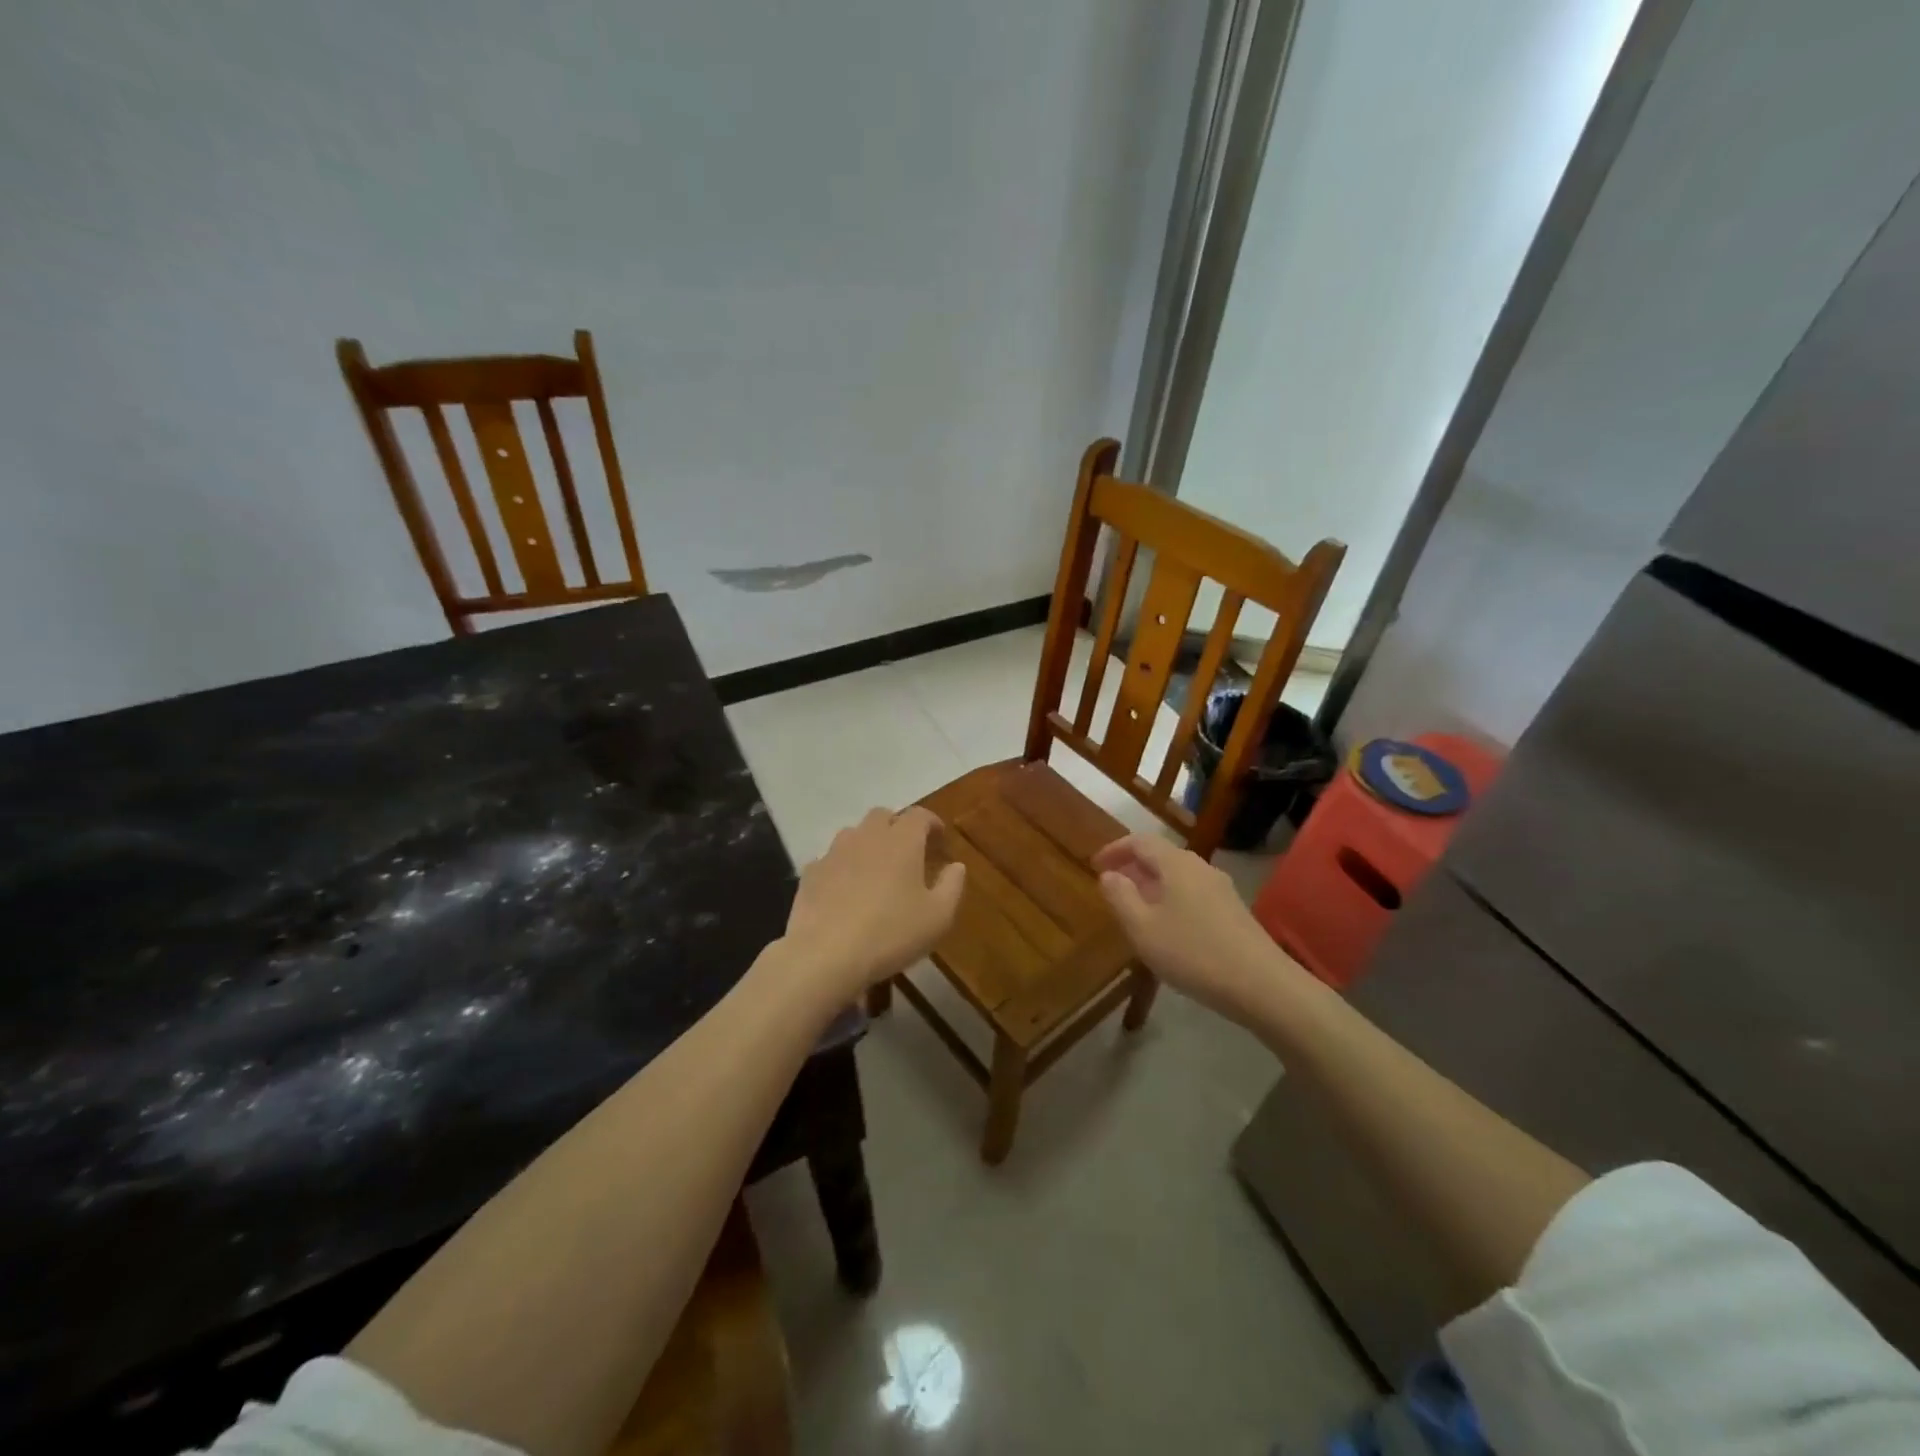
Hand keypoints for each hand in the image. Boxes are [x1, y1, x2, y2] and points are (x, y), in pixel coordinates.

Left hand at [778, 807, 964, 1002]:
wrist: (825, 954)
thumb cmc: (891, 933)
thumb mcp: (938, 917)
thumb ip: (952, 886)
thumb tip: (956, 866)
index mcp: (902, 840)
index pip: (920, 816)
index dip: (932, 823)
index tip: (939, 838)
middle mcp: (867, 836)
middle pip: (883, 816)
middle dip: (898, 827)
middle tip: (908, 851)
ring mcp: (834, 852)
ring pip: (854, 834)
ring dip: (868, 844)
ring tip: (875, 869)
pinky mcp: (811, 873)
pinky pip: (830, 860)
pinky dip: (842, 867)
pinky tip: (845, 890)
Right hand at [1093, 833, 1301, 1018]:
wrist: (1262, 985)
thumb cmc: (1193, 953)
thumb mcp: (1143, 929)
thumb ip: (1120, 897)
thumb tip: (1109, 875)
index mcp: (1176, 864)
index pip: (1140, 841)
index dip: (1115, 850)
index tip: (1095, 865)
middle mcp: (1200, 868)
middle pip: (1161, 856)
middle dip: (1133, 867)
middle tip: (1111, 887)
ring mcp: (1221, 889)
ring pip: (1178, 876)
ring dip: (1152, 886)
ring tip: (1135, 910)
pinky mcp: (1233, 911)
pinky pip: (1193, 894)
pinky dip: (1171, 900)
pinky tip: (1167, 928)